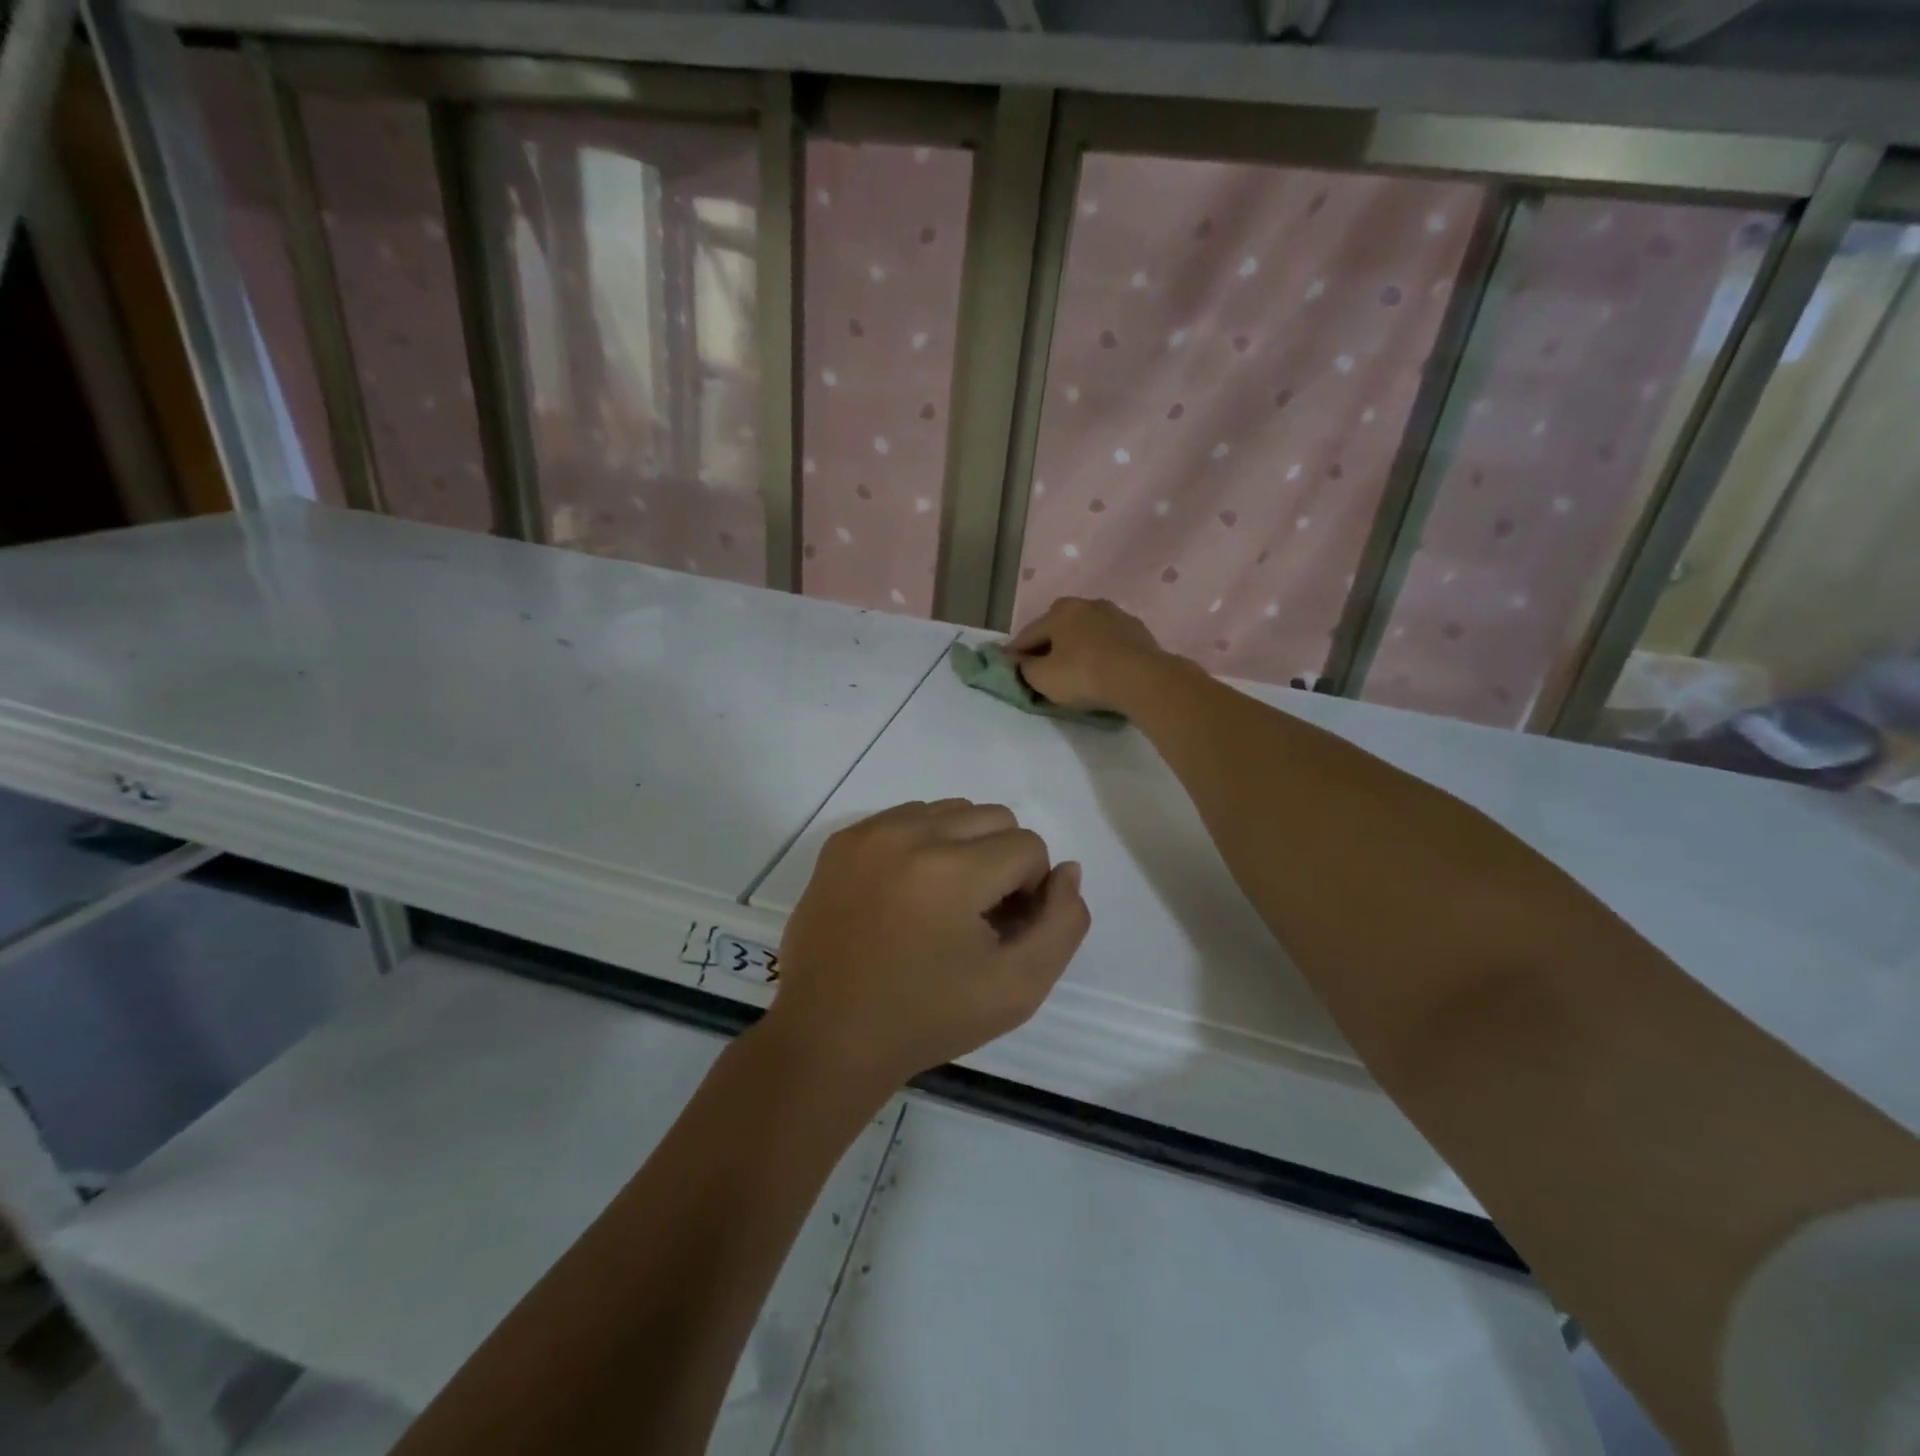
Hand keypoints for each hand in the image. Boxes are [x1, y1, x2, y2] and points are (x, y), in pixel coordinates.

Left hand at [766, 800, 1089, 1090]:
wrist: (829, 1036)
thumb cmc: (928, 1018)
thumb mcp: (1019, 987)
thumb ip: (1062, 924)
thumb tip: (1067, 870)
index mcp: (950, 870)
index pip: (1028, 846)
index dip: (1029, 891)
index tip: (1001, 931)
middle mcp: (907, 834)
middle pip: (993, 816)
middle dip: (1002, 861)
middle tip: (978, 915)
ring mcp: (869, 832)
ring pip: (951, 810)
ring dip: (964, 846)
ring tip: (943, 903)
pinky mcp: (841, 840)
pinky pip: (907, 817)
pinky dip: (924, 843)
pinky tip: (909, 892)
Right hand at [1006, 597, 1171, 713]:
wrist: (1140, 678)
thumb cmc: (1083, 675)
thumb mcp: (1043, 678)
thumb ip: (1025, 668)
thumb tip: (1020, 661)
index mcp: (1059, 612)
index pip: (1028, 633)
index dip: (1015, 651)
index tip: (1008, 665)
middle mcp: (1086, 605)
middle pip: (1058, 625)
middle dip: (1047, 642)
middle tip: (1041, 663)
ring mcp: (1115, 614)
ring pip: (1086, 630)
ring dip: (1076, 644)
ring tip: (1073, 664)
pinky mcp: (1137, 630)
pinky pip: (1108, 640)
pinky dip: (1100, 650)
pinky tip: (1100, 665)